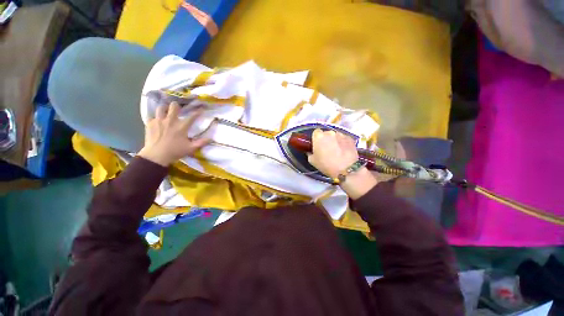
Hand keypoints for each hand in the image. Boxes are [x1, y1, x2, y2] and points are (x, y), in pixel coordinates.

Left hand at [138, 102, 209, 166]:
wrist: (156, 155)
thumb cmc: (175, 152)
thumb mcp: (191, 148)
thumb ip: (201, 143)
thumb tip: (210, 139)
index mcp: (182, 126)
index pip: (192, 116)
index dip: (198, 112)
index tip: (201, 108)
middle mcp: (171, 120)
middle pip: (174, 106)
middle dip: (177, 105)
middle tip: (177, 108)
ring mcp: (159, 121)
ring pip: (161, 107)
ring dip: (164, 108)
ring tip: (166, 111)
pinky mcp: (150, 123)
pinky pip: (152, 116)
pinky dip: (156, 117)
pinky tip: (157, 122)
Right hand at [308, 129, 376, 198]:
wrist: (346, 169)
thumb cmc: (326, 165)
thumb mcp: (312, 161)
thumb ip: (310, 153)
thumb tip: (311, 151)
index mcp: (319, 136)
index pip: (316, 132)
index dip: (316, 138)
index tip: (317, 145)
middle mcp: (330, 132)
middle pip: (326, 133)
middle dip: (326, 139)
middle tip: (326, 149)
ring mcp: (341, 134)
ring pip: (335, 136)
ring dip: (334, 141)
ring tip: (336, 151)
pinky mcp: (350, 138)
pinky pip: (344, 139)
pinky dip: (342, 143)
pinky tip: (343, 151)